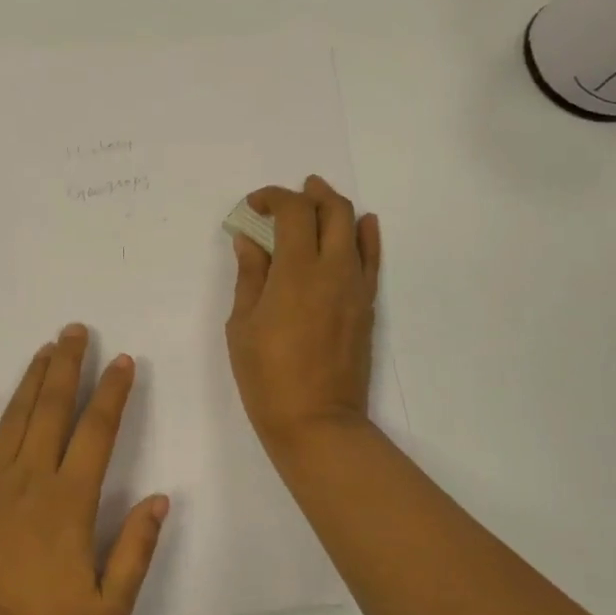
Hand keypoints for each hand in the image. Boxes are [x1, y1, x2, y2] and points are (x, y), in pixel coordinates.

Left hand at [0, 325, 169, 614]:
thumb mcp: (110, 607)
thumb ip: (136, 549)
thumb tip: (160, 498)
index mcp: (70, 500)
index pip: (97, 431)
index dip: (112, 392)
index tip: (122, 360)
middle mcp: (30, 479)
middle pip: (51, 409)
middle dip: (67, 365)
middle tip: (74, 330)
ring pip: (12, 418)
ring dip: (30, 379)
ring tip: (43, 349)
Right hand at [225, 175, 381, 463]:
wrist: (317, 421)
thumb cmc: (267, 375)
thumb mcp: (243, 323)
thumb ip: (250, 275)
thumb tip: (250, 241)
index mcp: (297, 270)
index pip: (293, 211)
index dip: (272, 197)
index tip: (253, 206)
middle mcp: (334, 269)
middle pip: (332, 209)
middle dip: (309, 194)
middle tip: (287, 197)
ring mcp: (356, 287)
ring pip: (355, 228)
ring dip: (335, 208)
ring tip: (317, 202)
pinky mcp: (367, 305)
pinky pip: (372, 259)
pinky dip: (366, 235)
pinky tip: (361, 226)